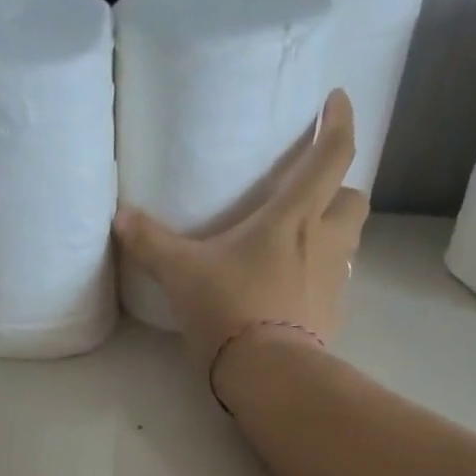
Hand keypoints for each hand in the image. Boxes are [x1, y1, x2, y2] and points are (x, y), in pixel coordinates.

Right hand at [114, 89, 370, 375]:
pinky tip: (296, 296)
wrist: (265, 374)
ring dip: (335, 235)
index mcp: (293, 217)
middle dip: (342, 189)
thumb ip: (151, 243)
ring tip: (304, 245)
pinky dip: (322, 283)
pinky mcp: (331, 320)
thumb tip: (120, 217)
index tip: (337, 101)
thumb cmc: (229, 310)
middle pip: (355, 199)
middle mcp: (324, 243)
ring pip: (350, 244)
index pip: (332, 155)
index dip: (340, 122)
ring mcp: (333, 284)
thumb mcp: (182, 274)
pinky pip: (335, 289)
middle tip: (316, 195)